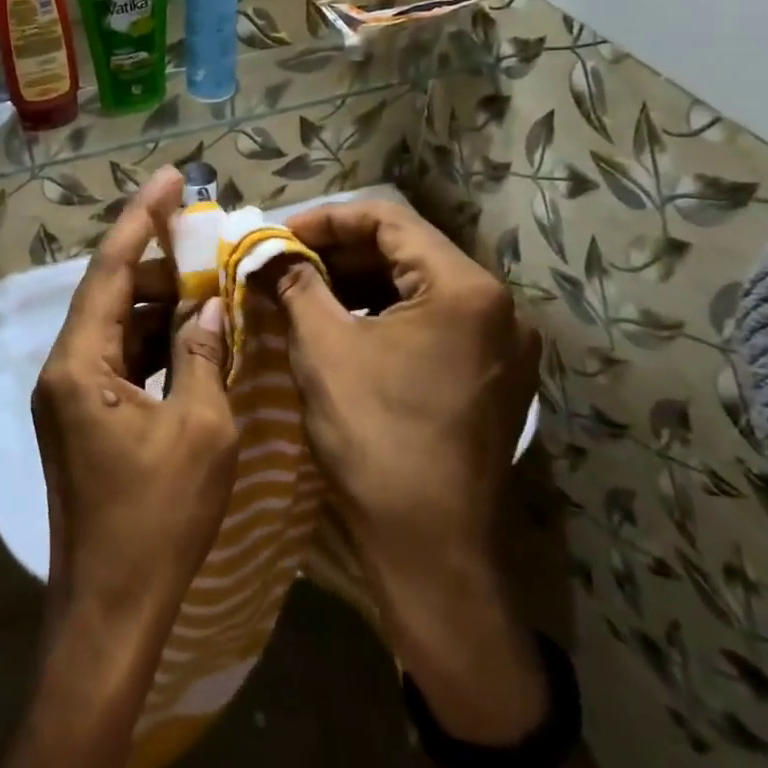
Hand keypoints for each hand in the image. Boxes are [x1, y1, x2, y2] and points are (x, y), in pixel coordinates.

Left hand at [33, 166, 238, 651]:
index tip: (169, 177)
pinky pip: (119, 358)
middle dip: (160, 264)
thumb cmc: (158, 519)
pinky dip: (154, 342)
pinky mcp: (82, 417)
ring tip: (209, 284)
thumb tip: (208, 308)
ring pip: (117, 325)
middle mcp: (63, 367)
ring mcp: (69, 394)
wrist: (111, 607)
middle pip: (112, 293)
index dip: (142, 218)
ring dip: (161, 304)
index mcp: (80, 363)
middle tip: (209, 242)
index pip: (112, 270)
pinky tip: (192, 336)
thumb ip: (202, 356)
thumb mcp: (200, 429)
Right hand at [275, 199, 546, 740]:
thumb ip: (295, 285)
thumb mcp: (323, 350)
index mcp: (465, 288)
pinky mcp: (494, 377)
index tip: (278, 236)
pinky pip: (435, 323)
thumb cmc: (376, 438)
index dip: (326, 219)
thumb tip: (265, 252)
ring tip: (306, 290)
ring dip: (361, 283)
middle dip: (341, 251)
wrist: (432, 549)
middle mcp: (499, 306)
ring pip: (420, 288)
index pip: (389, 219)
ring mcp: (502, 345)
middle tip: (285, 262)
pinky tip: (344, 326)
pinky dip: (386, 315)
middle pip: (408, 250)